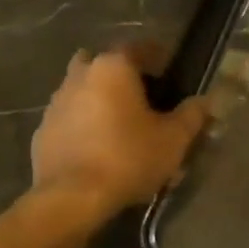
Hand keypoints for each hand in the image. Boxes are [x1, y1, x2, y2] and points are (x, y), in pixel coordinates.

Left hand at [31, 46, 208, 217]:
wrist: (71, 199)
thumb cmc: (128, 159)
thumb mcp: (173, 139)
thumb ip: (193, 114)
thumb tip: (206, 100)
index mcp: (114, 67)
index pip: (140, 48)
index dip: (159, 58)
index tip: (171, 73)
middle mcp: (81, 74)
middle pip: (106, 64)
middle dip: (123, 76)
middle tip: (143, 98)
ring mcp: (56, 102)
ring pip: (83, 88)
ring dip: (99, 98)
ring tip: (119, 124)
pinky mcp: (42, 130)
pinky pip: (69, 117)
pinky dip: (82, 123)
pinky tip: (97, 147)